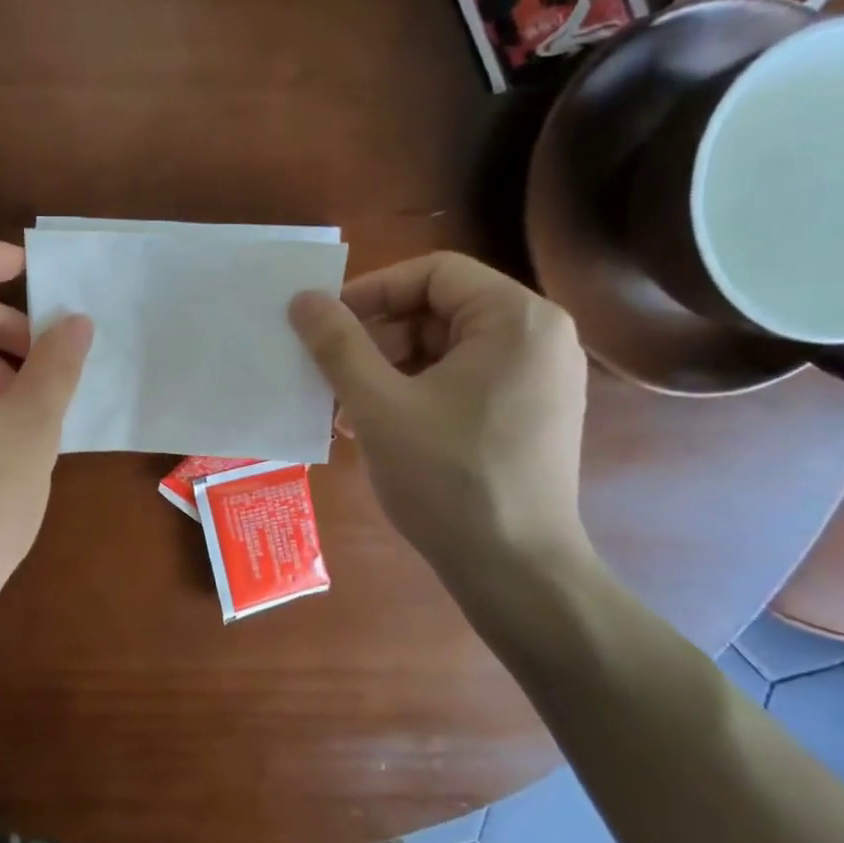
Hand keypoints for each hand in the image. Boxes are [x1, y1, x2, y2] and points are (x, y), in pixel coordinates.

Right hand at [289, 252, 589, 579]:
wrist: (515, 570)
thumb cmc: (446, 478)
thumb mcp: (378, 406)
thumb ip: (338, 345)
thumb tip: (303, 299)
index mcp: (516, 319)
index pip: (433, 272)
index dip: (371, 291)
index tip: (326, 325)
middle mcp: (540, 337)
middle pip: (440, 309)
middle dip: (377, 338)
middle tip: (332, 372)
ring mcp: (540, 378)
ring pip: (446, 349)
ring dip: (388, 369)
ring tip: (346, 408)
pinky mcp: (531, 413)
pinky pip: (463, 381)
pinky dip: (416, 392)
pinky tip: (377, 426)